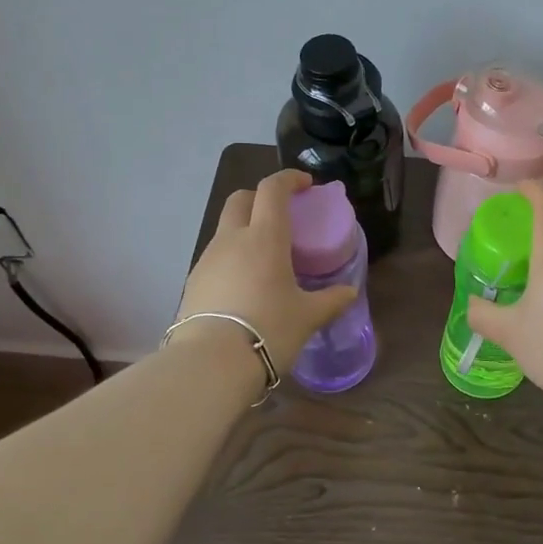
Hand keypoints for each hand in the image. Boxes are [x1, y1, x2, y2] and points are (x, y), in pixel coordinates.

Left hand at [174, 169, 358, 374]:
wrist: (211, 364)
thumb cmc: (269, 330)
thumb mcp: (308, 317)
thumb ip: (331, 300)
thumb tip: (349, 292)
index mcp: (264, 237)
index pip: (272, 189)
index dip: (289, 179)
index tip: (305, 185)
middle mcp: (232, 239)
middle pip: (240, 199)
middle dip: (260, 197)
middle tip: (282, 215)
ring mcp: (208, 259)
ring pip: (226, 229)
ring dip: (245, 229)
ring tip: (265, 257)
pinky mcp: (193, 282)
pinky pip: (216, 257)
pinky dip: (232, 257)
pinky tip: (245, 284)